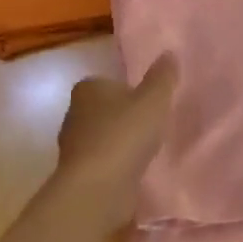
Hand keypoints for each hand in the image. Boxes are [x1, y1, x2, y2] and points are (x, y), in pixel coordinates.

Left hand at [53, 55, 178, 232]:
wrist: (98, 188)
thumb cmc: (125, 134)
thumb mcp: (154, 99)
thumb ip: (162, 77)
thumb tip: (169, 53)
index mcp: (88, 89)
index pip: (106, 82)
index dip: (126, 89)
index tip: (147, 100)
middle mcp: (74, 114)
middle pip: (103, 109)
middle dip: (123, 116)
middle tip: (150, 123)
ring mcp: (73, 146)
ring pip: (102, 137)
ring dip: (120, 142)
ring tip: (147, 149)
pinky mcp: (78, 174)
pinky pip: (102, 162)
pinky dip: (116, 165)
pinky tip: (135, 170)